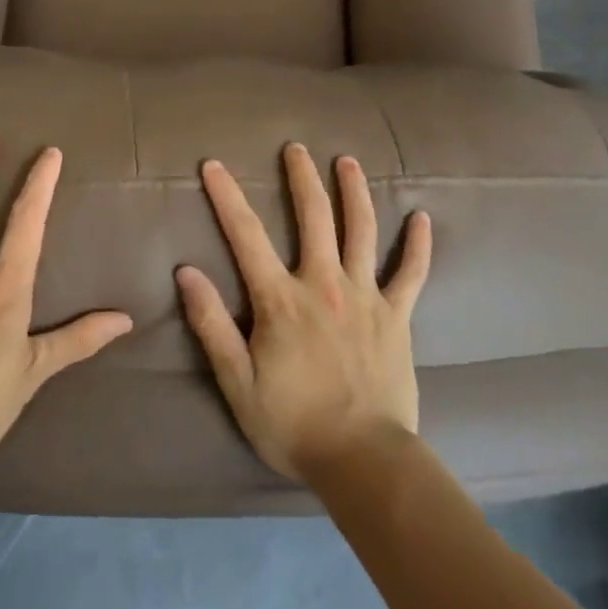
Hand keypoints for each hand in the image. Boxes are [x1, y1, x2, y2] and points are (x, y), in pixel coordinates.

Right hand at [175, 143, 431, 482]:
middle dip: (302, 178)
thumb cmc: (293, 425)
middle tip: (296, 148)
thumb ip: (212, 325)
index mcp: (281, 300)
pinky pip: (411, 273)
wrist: (363, 460)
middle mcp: (324, 284)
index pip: (246, 236)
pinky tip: (421, 217)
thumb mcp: (237, 383)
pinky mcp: (397, 315)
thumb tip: (187, 272)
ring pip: (361, 230)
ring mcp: (366, 296)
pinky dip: (418, 244)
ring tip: (348, 161)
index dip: (227, 197)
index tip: (213, 165)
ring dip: (354, 192)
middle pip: (313, 217)